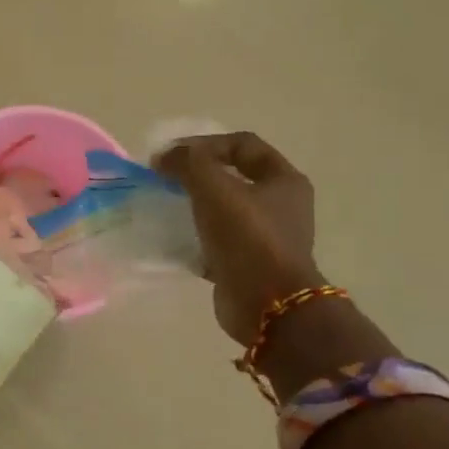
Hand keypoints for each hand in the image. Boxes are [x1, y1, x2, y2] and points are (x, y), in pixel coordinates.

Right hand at [156, 133, 321, 345]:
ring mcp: (265, 238)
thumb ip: (188, 162)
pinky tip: (171, 238)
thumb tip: (164, 157)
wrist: (266, 305)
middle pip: (233, 177)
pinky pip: (215, 241)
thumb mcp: (214, 188)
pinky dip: (193, 237)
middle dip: (197, 175)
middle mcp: (280, 206)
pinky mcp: (247, 265)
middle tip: (165, 178)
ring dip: (193, 205)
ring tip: (165, 206)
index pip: (243, 144)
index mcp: (284, 181)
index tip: (172, 156)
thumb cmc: (248, 237)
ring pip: (223, 210)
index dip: (205, 143)